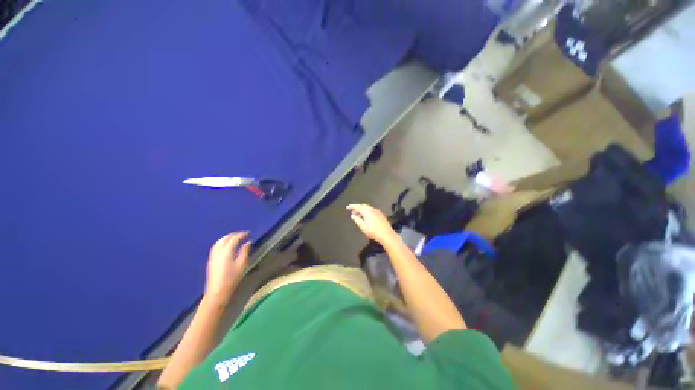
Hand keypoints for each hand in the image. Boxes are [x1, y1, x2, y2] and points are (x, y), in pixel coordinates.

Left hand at [204, 232, 250, 302]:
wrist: (217, 292)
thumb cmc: (232, 278)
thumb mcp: (242, 264)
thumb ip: (245, 251)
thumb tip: (248, 242)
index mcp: (226, 251)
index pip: (234, 239)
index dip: (241, 234)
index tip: (248, 233)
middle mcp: (218, 252)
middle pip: (224, 238)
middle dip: (233, 234)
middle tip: (242, 234)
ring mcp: (213, 256)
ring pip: (219, 242)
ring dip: (227, 238)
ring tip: (234, 238)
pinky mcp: (211, 260)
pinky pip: (216, 247)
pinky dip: (222, 242)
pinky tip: (226, 246)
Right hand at [347, 204, 397, 244]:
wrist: (386, 234)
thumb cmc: (373, 231)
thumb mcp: (363, 226)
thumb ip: (357, 220)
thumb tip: (353, 215)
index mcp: (367, 211)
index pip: (357, 206)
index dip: (352, 206)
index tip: (347, 207)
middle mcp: (372, 209)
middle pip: (363, 206)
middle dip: (357, 208)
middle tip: (353, 213)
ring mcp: (377, 211)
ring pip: (367, 208)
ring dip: (362, 210)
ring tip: (358, 216)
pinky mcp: (380, 214)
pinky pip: (371, 210)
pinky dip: (367, 212)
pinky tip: (366, 218)